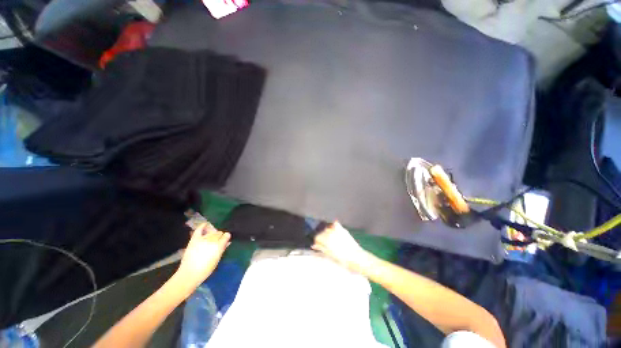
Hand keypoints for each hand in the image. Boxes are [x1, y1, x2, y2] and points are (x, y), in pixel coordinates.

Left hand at [176, 223, 230, 288]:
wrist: (189, 274)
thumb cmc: (206, 269)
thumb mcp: (217, 259)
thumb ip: (222, 249)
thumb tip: (227, 242)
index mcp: (219, 245)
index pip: (226, 235)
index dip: (226, 238)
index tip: (225, 240)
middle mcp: (212, 240)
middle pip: (219, 233)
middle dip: (219, 237)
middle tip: (217, 242)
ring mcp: (203, 239)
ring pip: (211, 232)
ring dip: (213, 235)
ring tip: (211, 240)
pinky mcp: (194, 239)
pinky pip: (199, 230)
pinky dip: (202, 226)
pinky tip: (205, 224)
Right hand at [312, 221, 369, 272]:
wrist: (357, 258)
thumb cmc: (343, 260)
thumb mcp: (330, 256)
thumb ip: (321, 249)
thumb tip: (313, 245)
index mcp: (327, 239)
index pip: (317, 237)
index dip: (316, 242)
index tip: (317, 246)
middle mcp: (331, 232)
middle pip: (322, 232)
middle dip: (321, 237)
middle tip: (323, 244)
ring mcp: (338, 230)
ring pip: (328, 228)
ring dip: (327, 233)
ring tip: (330, 240)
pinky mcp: (343, 230)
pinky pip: (336, 224)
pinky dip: (334, 227)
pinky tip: (334, 232)